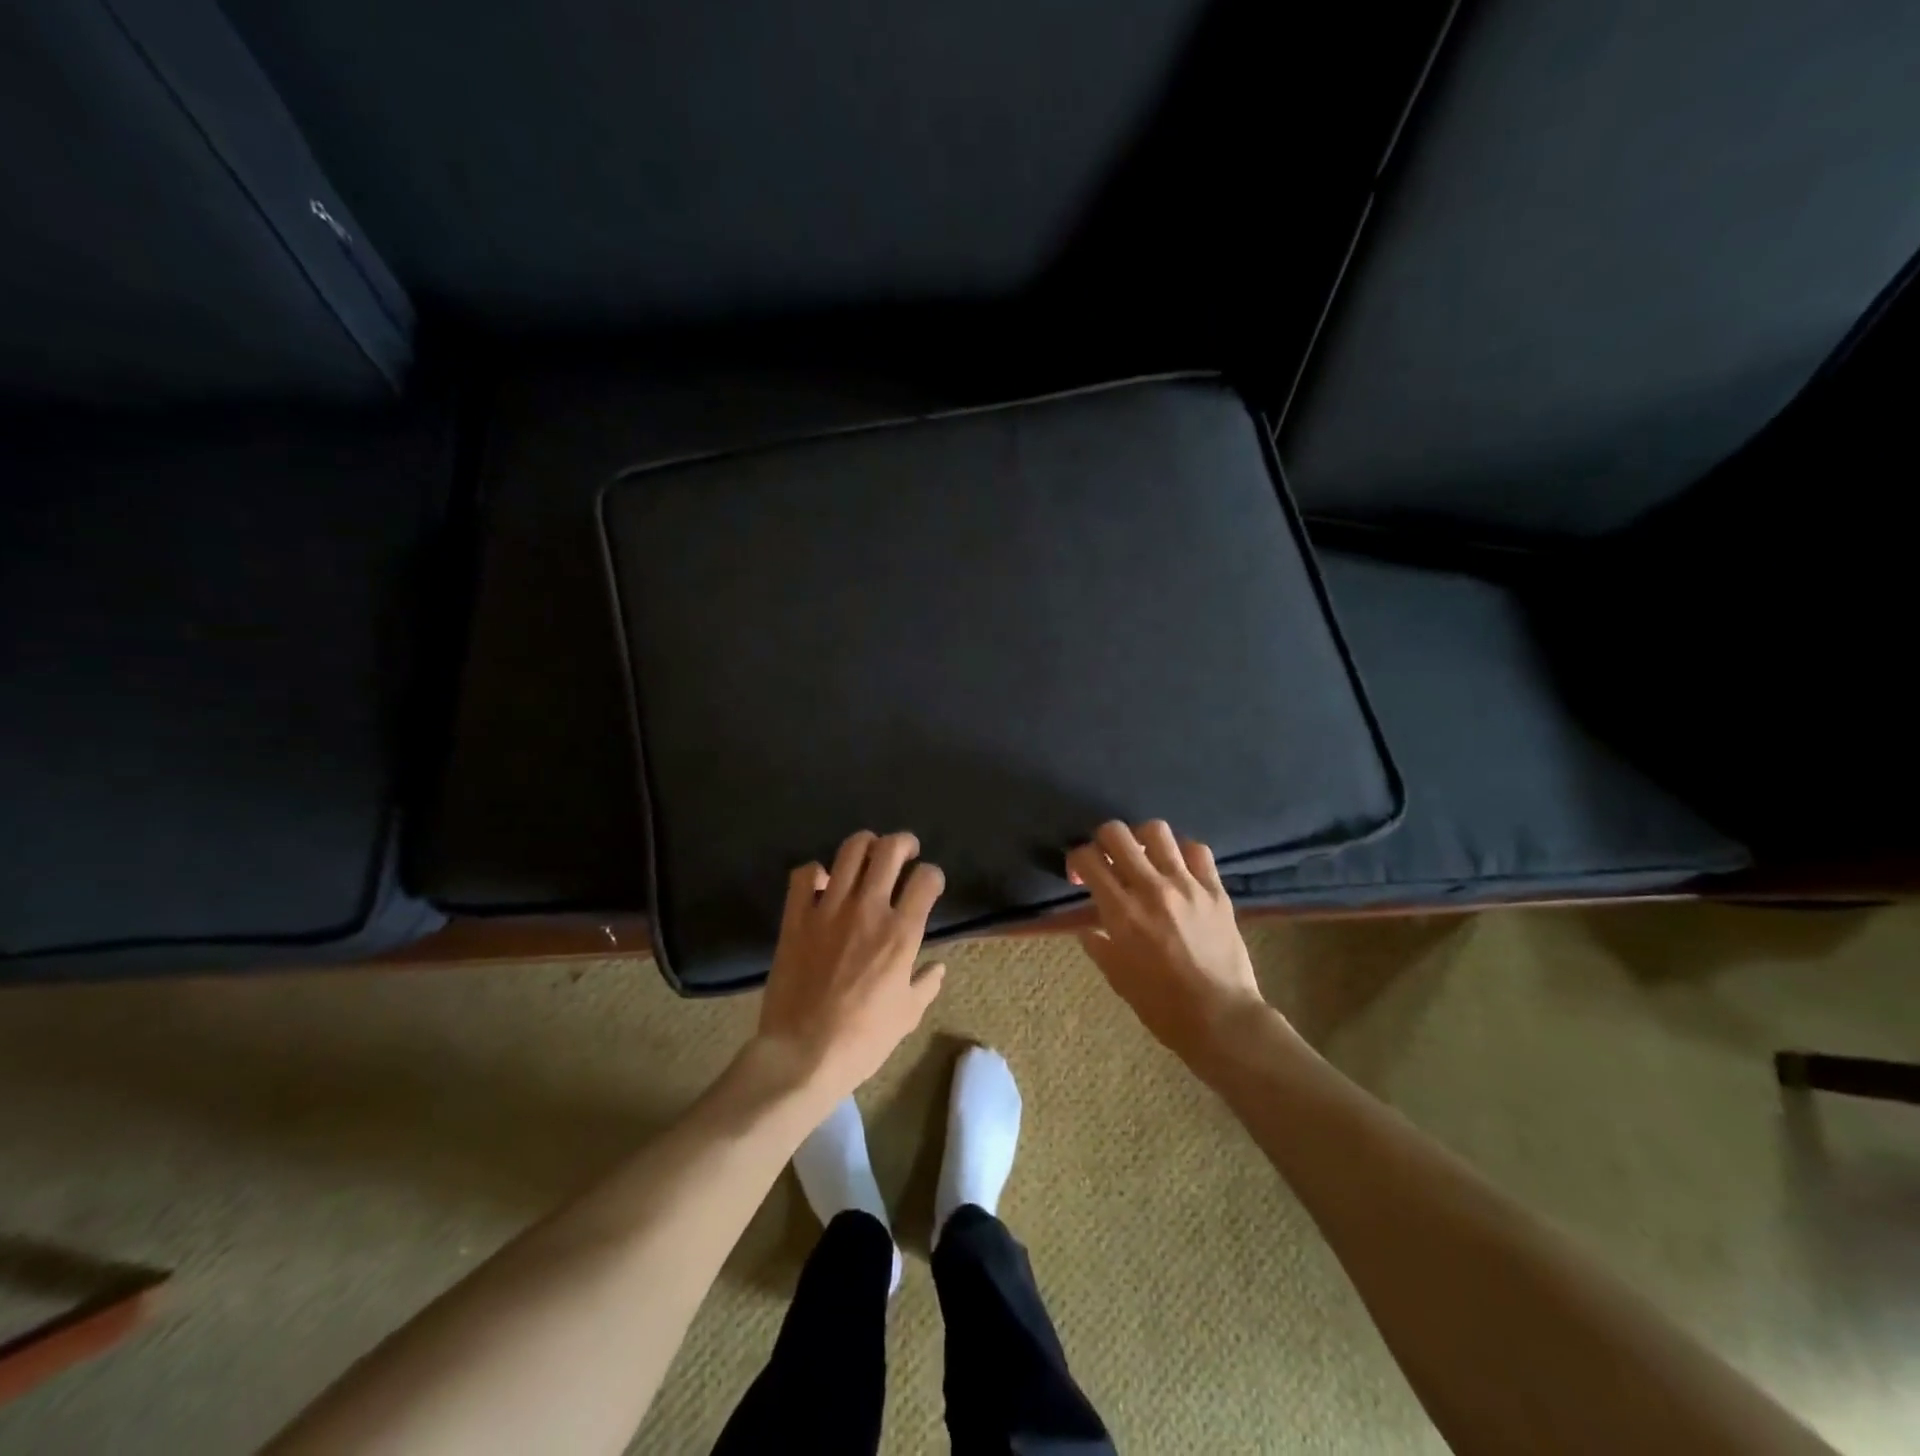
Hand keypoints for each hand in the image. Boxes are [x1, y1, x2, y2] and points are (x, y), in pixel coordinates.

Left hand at [753, 830, 946, 1103]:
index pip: (927, 879)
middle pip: (890, 850)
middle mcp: (868, 910)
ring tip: (868, 854)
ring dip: (864, 845)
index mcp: (901, 933)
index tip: (929, 884)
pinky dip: (813, 872)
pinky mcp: (796, 918)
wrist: (803, 1054)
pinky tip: (821, 882)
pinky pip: (803, 876)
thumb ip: (926, 984)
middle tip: (905, 851)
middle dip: (903, 843)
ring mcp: (829, 909)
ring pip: (850, 851)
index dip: (933, 875)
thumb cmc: (862, 1039)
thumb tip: (938, 967)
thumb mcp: (907, 1016)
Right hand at [1067, 820, 1269, 1062]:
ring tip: (1144, 858)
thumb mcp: (1117, 977)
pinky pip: (1197, 850)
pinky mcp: (1215, 890)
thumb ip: (1098, 944)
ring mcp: (1187, 885)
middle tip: (1107, 860)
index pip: (1088, 858)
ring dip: (1142, 840)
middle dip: (1102, 840)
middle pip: (1116, 833)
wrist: (1221, 1018)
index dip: (1076, 860)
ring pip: (1157, 831)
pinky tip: (1178, 869)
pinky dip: (1182, 852)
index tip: (1080, 877)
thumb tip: (1087, 927)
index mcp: (1122, 911)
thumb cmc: (1161, 1005)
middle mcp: (1151, 888)